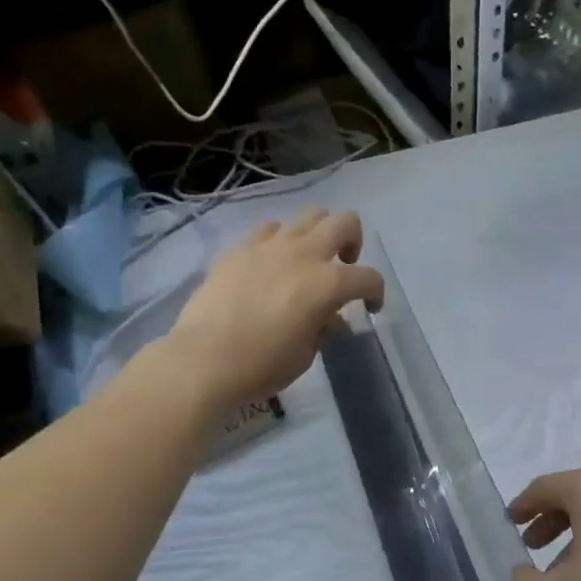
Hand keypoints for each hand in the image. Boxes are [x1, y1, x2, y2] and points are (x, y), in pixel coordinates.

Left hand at [162, 208, 384, 411]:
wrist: (203, 359)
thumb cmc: (262, 365)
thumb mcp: (306, 354)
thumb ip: (324, 328)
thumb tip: (330, 318)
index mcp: (327, 284)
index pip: (368, 278)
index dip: (376, 293)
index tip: (370, 308)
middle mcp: (303, 254)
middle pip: (344, 221)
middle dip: (353, 240)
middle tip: (343, 264)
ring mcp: (269, 246)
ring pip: (307, 215)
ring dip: (317, 234)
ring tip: (307, 259)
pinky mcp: (239, 249)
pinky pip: (268, 230)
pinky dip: (279, 241)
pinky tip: (271, 264)